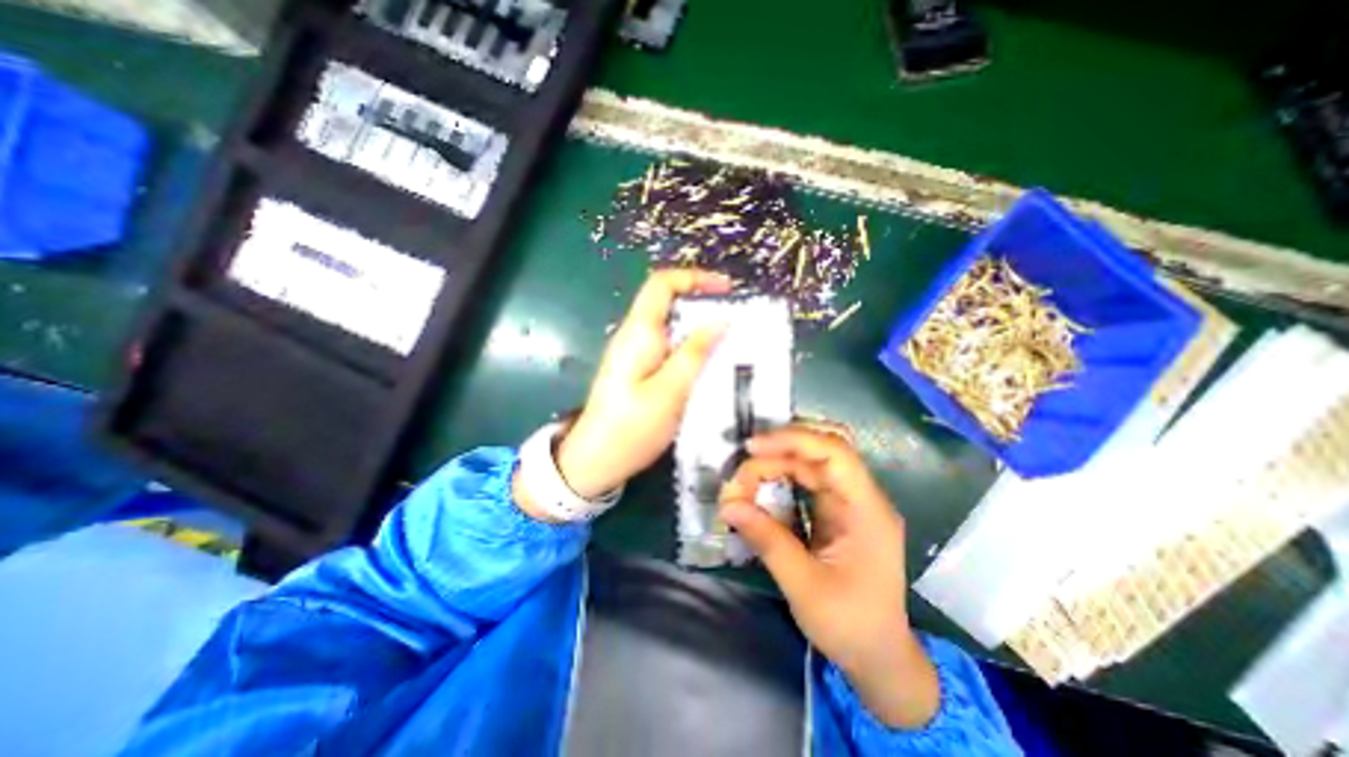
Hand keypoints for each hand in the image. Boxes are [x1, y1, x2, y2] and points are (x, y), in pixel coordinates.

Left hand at [553, 270, 731, 499]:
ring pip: (670, 326)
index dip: (695, 278)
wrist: (595, 461)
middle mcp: (633, 335)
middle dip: (703, 304)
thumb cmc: (631, 428)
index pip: (662, 284)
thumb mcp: (670, 391)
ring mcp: (634, 353)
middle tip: (735, 321)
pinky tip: (707, 365)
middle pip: (668, 302)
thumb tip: (720, 320)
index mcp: (638, 332)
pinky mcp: (637, 369)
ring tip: (729, 343)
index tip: (727, 290)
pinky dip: (690, 347)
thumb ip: (695, 353)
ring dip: (699, 328)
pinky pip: (667, 346)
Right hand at [717, 426, 939, 726]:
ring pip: (810, 462)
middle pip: (819, 451)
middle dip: (777, 452)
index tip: (752, 448)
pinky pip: (806, 480)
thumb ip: (767, 540)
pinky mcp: (836, 510)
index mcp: (867, 511)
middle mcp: (861, 496)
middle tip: (741, 472)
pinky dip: (779, 478)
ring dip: (775, 464)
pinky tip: (759, 488)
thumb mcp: (804, 587)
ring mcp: (849, 502)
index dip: (793, 440)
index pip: (835, 452)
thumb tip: (728, 504)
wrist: (879, 657)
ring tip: (743, 482)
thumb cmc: (850, 626)